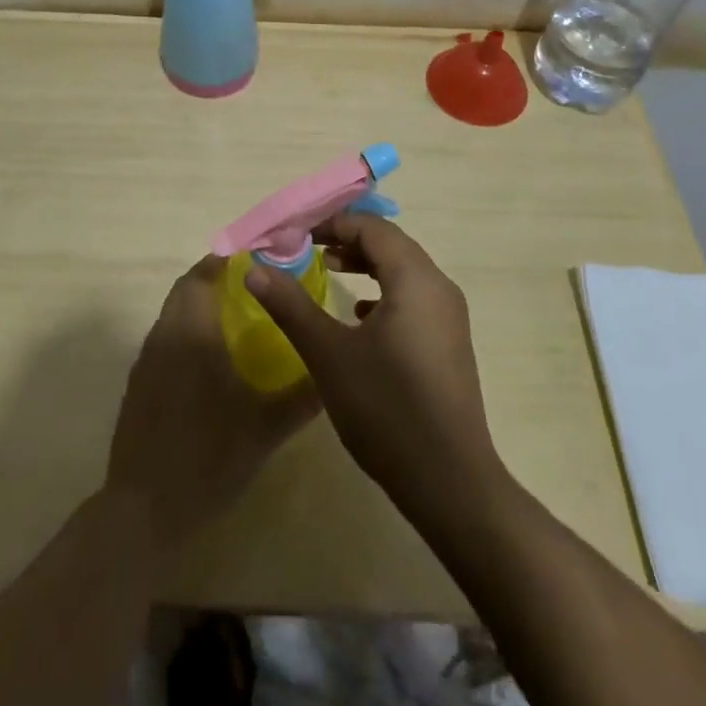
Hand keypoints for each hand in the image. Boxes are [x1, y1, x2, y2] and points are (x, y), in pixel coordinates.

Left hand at [106, 255, 318, 549]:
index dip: (226, 259)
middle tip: (251, 284)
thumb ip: (301, 397)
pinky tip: (208, 358)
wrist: (144, 509)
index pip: (203, 275)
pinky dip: (185, 330)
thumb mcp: (265, 429)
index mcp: (194, 332)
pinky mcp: (138, 382)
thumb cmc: (208, 458)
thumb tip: (331, 373)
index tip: (256, 258)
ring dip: (198, 304)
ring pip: (172, 313)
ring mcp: (146, 359)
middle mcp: (165, 334)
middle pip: (186, 288)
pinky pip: (164, 337)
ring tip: (236, 316)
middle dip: (214, 277)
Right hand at [246, 215, 501, 524]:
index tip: (295, 235)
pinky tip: (359, 316)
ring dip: (367, 264)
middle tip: (307, 248)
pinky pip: (413, 297)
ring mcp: (449, 317)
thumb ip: (291, 306)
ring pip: (404, 270)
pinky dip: (384, 292)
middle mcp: (439, 287)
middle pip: (390, 244)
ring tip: (330, 270)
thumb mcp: (329, 354)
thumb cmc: (386, 409)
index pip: (372, 228)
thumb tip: (255, 269)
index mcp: (415, 278)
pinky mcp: (449, 343)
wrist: (450, 482)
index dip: (332, 223)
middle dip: (347, 239)